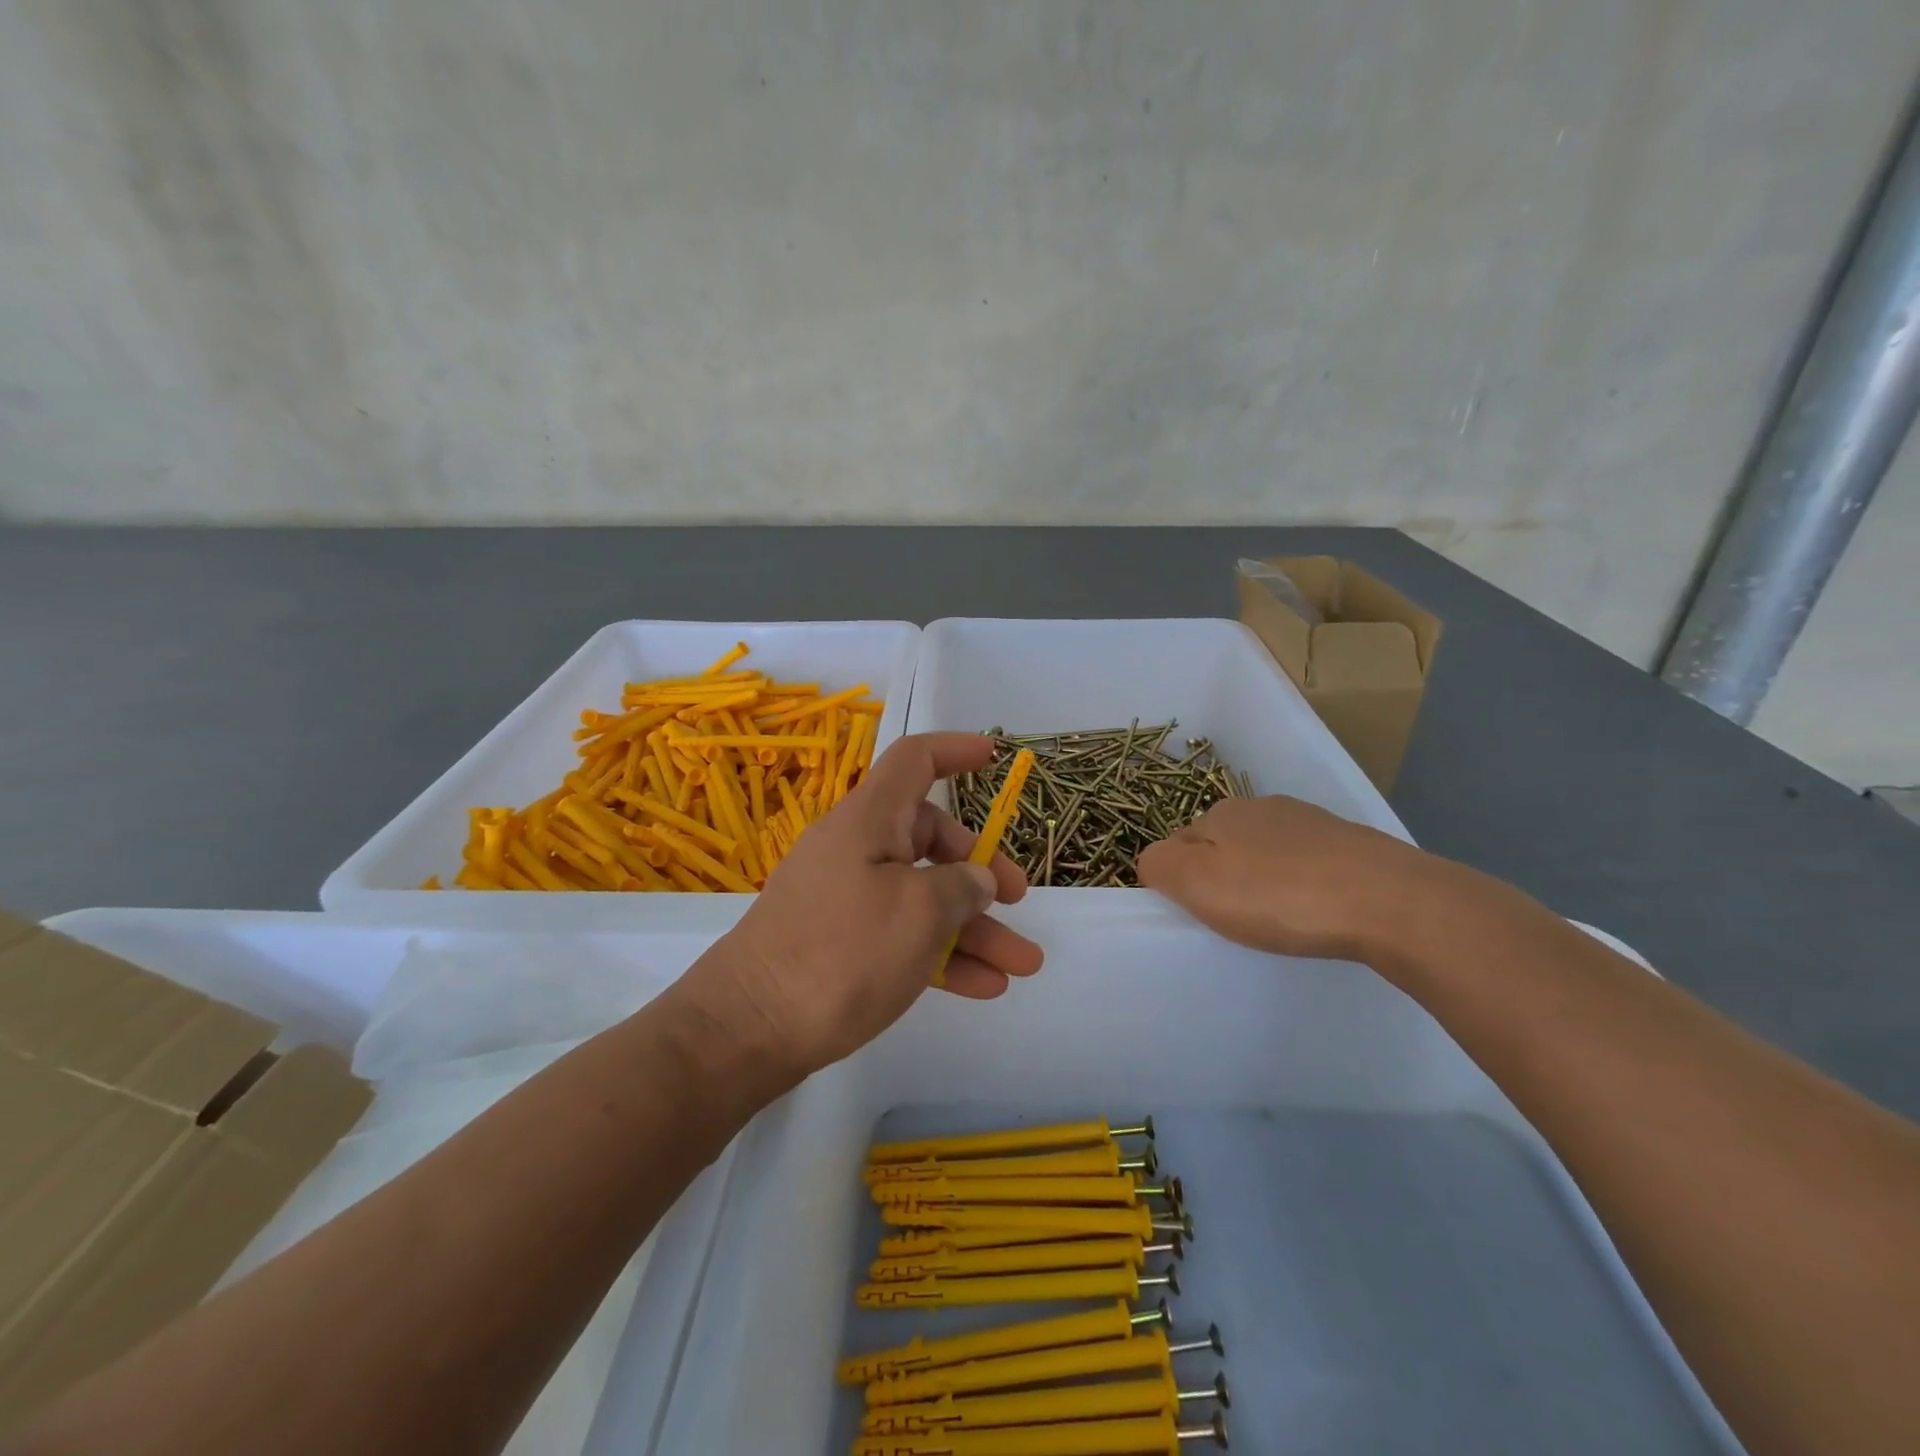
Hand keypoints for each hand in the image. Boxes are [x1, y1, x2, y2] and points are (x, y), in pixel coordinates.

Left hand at [679, 733, 1043, 1079]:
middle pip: (929, 838)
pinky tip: (984, 986)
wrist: (746, 1030)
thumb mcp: (918, 913)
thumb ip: (960, 887)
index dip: (956, 751)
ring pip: (923, 895)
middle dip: (981, 870)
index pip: (914, 761)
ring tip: (1022, 965)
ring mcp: (846, 897)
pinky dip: (941, 953)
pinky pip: (902, 933)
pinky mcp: (840, 942)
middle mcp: (856, 849)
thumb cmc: (840, 954)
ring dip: (974, 928)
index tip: (994, 757)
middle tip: (1018, 900)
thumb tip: (975, 879)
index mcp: (869, 820)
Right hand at [1136, 795, 1436, 960]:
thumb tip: (1154, 862)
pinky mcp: (1351, 843)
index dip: (1181, 879)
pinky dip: (1302, 884)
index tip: (1199, 914)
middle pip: (1224, 844)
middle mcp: (1262, 807)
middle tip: (1237, 920)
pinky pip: (1306, 864)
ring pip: (1266, 852)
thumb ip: (1159, 865)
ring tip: (1280, 919)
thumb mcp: (1197, 883)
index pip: (1179, 843)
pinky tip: (1317, 910)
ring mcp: (1310, 822)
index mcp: (1222, 813)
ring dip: (1263, 879)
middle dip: (1222, 876)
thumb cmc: (1280, 896)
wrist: (1391, 902)